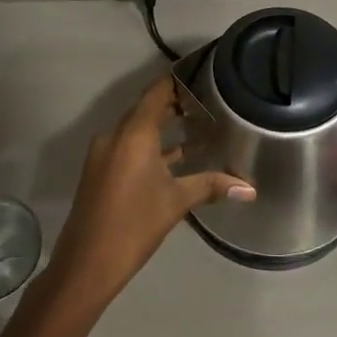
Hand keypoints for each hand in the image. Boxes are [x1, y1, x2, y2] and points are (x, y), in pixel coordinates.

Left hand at [48, 74, 253, 301]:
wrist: (86, 263)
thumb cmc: (134, 224)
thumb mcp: (176, 202)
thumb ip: (211, 186)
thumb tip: (250, 188)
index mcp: (132, 134)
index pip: (156, 92)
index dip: (178, 81)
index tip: (203, 72)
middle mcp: (115, 135)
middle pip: (147, 108)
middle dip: (176, 103)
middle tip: (209, 99)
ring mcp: (105, 154)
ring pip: (138, 130)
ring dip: (164, 127)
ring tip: (200, 124)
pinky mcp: (102, 171)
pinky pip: (130, 147)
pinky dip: (152, 146)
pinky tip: (178, 156)